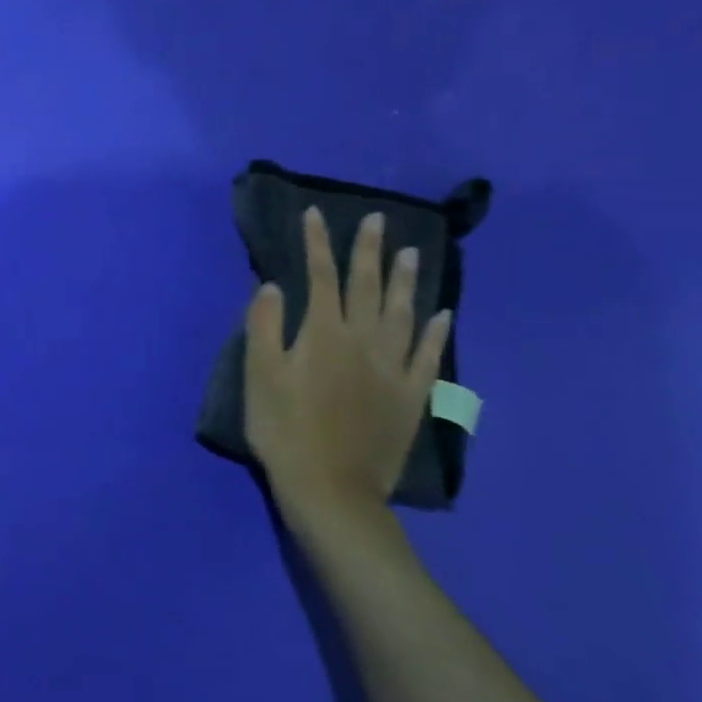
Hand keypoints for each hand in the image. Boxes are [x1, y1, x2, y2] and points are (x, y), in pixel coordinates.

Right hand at [243, 208, 451, 538]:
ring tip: (413, 253)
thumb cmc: (282, 428)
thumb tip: (275, 285)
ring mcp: (393, 369)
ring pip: (402, 314)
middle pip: (367, 287)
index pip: (320, 277)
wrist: (329, 486)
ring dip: (406, 281)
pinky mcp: (411, 396)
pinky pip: (429, 357)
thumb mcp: (258, 375)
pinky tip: (443, 315)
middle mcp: (362, 341)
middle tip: (377, 220)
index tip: (316, 214)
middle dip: (368, 251)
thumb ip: (264, 326)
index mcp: (321, 334)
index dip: (317, 244)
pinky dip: (436, 333)